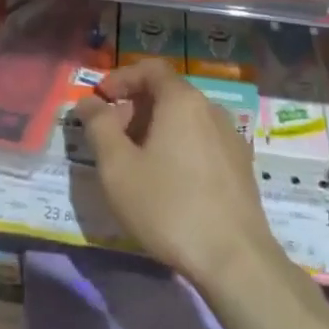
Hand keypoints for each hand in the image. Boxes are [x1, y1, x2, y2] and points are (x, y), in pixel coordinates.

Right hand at [74, 59, 281, 286]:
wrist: (236, 260)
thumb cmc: (169, 207)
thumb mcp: (118, 168)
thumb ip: (98, 127)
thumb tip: (88, 103)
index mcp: (182, 101)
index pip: (150, 69)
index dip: (121, 78)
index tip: (99, 100)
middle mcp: (211, 109)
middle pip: (167, 94)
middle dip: (133, 108)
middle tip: (110, 138)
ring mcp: (231, 138)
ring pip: (184, 119)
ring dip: (154, 130)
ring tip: (134, 164)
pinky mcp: (241, 167)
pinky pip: (201, 141)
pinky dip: (177, 147)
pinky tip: (167, 183)